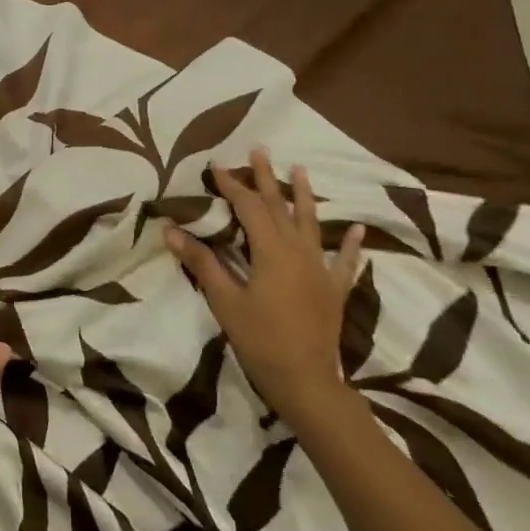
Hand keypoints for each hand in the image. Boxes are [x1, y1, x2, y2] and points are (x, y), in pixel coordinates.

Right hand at [164, 149, 364, 419]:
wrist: (305, 381)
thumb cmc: (259, 340)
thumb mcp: (225, 301)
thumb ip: (201, 262)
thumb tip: (171, 229)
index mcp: (271, 251)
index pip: (249, 208)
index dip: (232, 185)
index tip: (217, 165)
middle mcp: (298, 252)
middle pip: (280, 207)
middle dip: (267, 178)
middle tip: (260, 149)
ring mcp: (320, 269)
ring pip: (311, 224)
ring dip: (305, 196)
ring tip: (301, 170)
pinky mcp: (334, 289)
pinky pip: (344, 261)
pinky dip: (350, 244)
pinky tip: (357, 230)